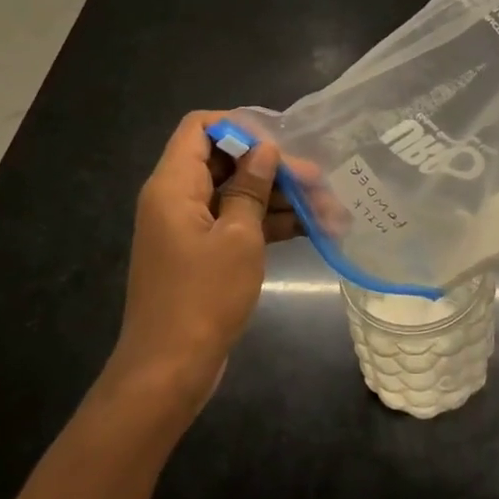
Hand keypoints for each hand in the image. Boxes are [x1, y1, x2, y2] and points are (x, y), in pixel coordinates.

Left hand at [103, 110, 294, 408]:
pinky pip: (237, 224)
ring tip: (329, 209)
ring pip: (237, 194)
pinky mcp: (203, 254)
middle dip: (273, 167)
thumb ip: (251, 188)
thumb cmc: (202, 297)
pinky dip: (269, 224)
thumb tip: (264, 149)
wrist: (169, 371)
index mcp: (174, 185)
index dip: (239, 126)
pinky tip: (311, 228)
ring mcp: (190, 227)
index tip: (280, 142)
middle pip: (226, 161)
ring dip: (279, 198)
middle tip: (319, 180)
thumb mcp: (237, 237)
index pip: (200, 128)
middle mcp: (177, 198)